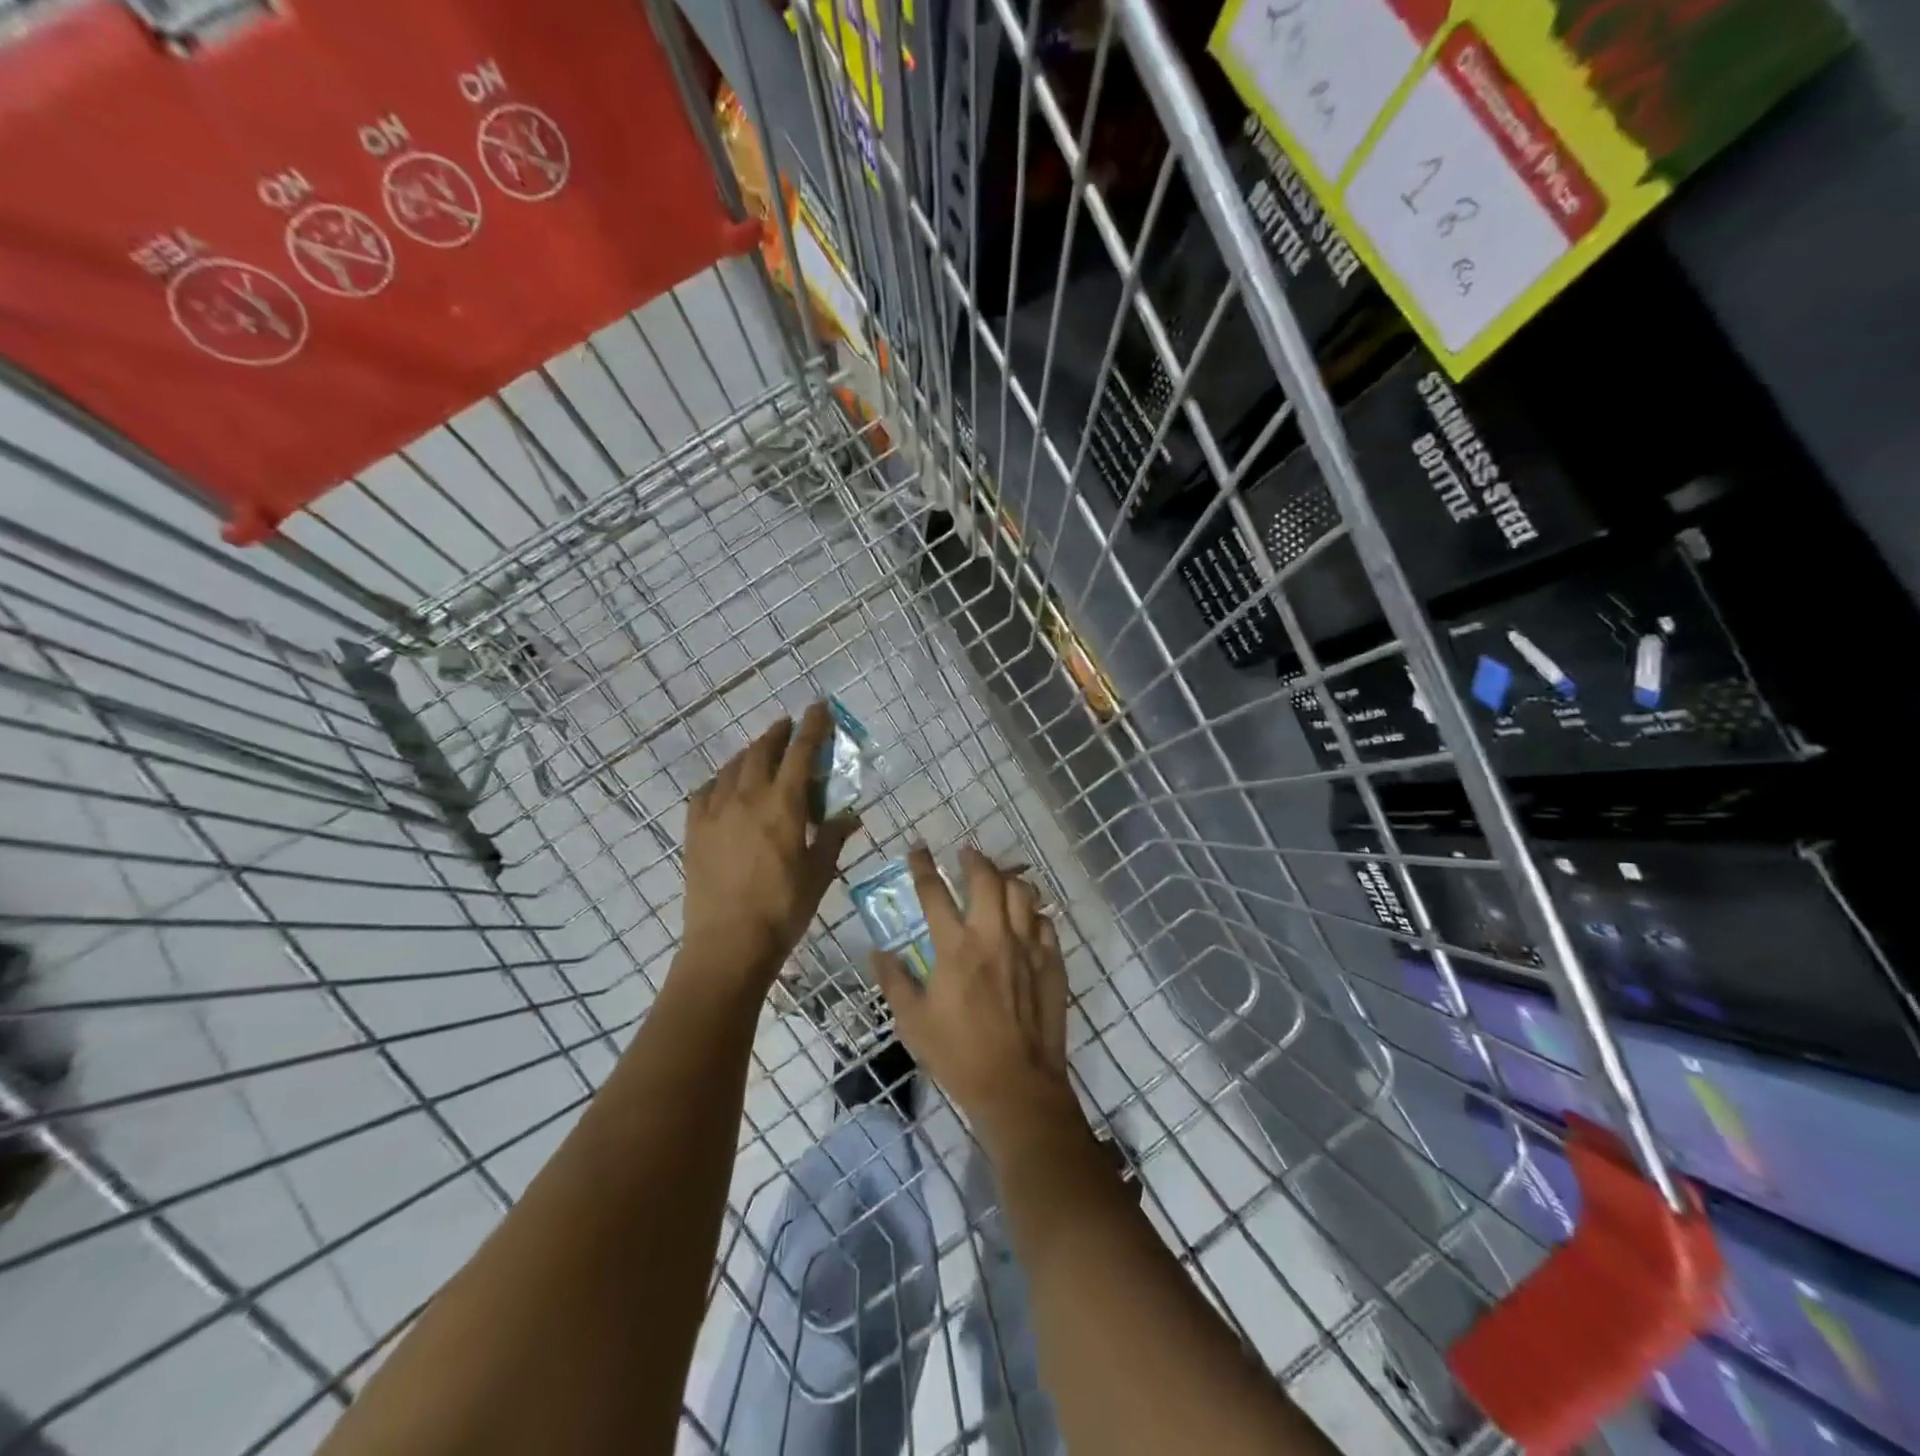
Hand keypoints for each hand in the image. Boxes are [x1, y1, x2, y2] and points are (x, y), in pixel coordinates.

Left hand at [680, 702, 858, 994]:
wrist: (728, 943)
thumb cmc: (784, 908)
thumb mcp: (819, 873)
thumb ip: (832, 837)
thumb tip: (851, 815)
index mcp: (783, 804)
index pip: (800, 752)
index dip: (812, 726)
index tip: (818, 707)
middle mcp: (747, 797)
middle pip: (762, 751)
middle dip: (778, 733)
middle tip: (789, 727)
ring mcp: (716, 812)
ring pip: (732, 767)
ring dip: (750, 753)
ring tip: (761, 753)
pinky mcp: (694, 830)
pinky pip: (705, 792)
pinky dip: (720, 781)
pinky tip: (724, 787)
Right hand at [871, 846, 1081, 1145]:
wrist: (1017, 1085)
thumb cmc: (958, 1055)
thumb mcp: (913, 1022)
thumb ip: (893, 981)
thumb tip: (878, 952)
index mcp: (955, 947)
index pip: (934, 892)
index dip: (922, 866)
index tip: (917, 849)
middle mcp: (993, 936)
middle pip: (986, 878)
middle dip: (973, 859)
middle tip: (965, 854)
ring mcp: (1027, 946)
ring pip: (1022, 892)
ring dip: (1007, 878)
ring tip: (998, 878)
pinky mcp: (1052, 961)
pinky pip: (1044, 921)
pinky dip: (1033, 911)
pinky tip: (1026, 916)